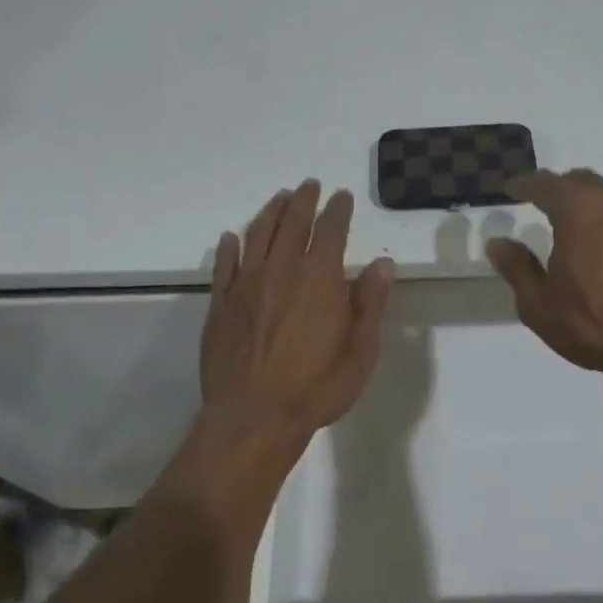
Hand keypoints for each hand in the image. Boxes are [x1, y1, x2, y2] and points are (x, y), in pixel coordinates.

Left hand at [201, 180, 393, 445]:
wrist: (253, 416)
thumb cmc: (316, 387)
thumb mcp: (361, 351)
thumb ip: (371, 303)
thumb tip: (382, 264)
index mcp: (319, 278)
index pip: (331, 230)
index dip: (338, 209)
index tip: (342, 196)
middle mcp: (281, 270)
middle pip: (292, 223)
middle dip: (303, 200)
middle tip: (309, 185)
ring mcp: (246, 284)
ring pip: (257, 234)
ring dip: (270, 212)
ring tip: (279, 198)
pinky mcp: (220, 303)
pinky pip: (224, 264)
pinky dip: (230, 246)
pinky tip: (232, 237)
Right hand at [486, 168, 602, 388]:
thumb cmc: (595, 324)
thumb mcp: (540, 304)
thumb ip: (517, 268)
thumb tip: (498, 243)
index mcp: (578, 210)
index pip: (545, 184)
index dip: (524, 184)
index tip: (510, 188)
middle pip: (581, 181)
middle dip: (557, 187)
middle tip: (540, 201)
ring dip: (588, 202)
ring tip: (573, 223)